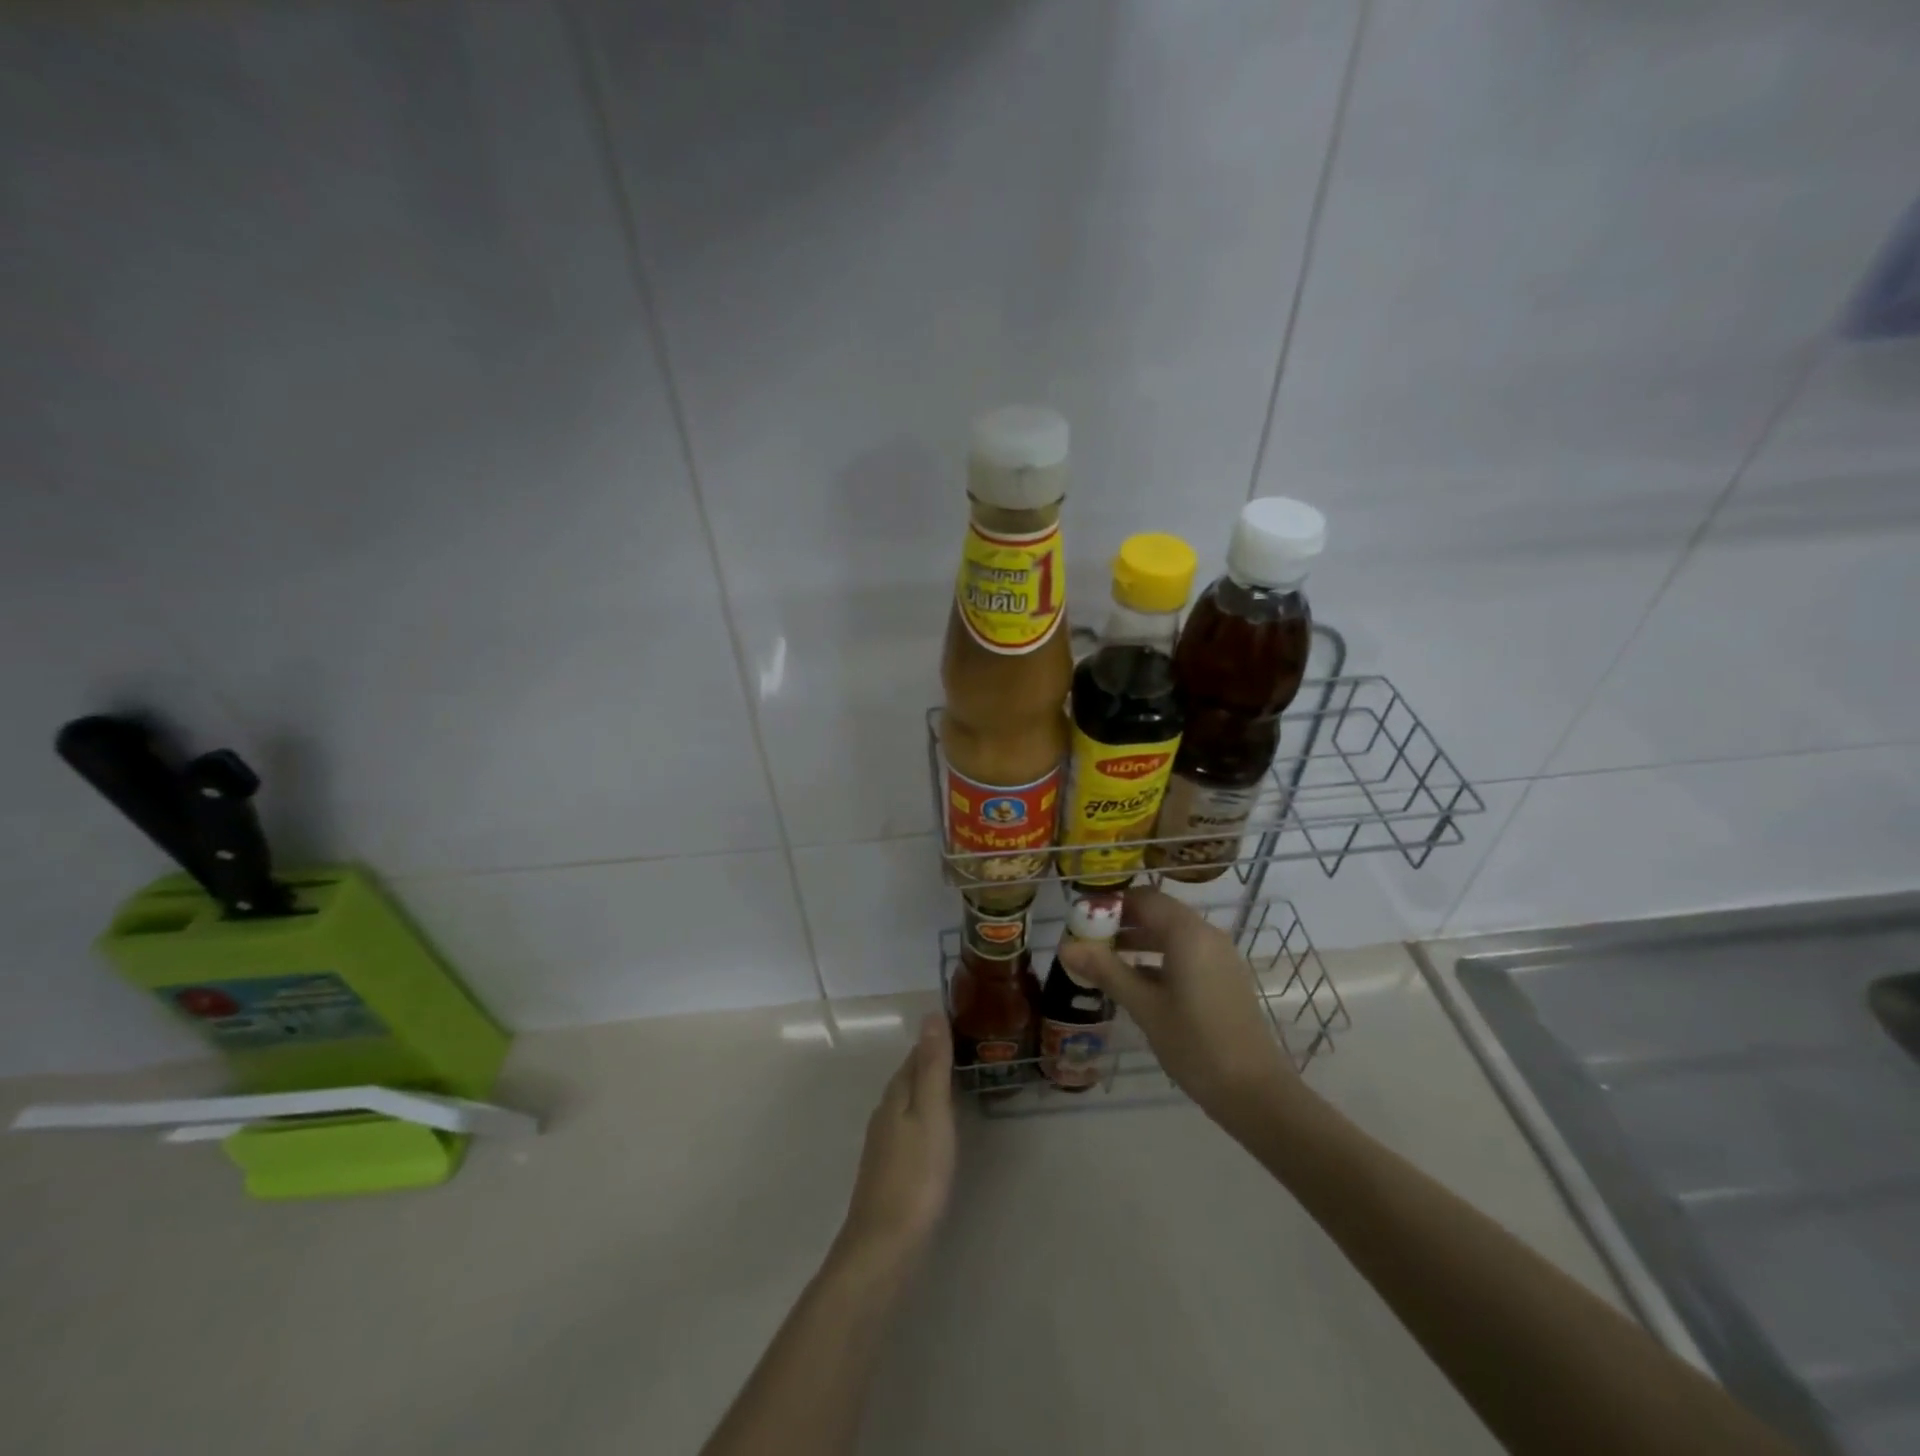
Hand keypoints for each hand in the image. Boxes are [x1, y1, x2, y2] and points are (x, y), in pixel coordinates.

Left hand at [837, 1013, 956, 1261]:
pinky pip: (910, 1128)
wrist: (884, 1247)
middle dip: (935, 1063)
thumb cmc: (916, 1175)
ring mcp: (884, 1143)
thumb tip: (931, 1014)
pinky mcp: (889, 1170)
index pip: (917, 1054)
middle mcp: (885, 1112)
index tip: (966, 1029)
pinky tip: (940, 1132)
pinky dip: (927, 1118)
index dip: (938, 1040)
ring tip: (962, 1087)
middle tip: (972, 1054)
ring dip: (931, 1091)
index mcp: (896, 1094)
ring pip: (909, 1103)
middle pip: (911, 1077)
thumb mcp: (932, 1113)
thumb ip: (932, 1066)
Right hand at [1057, 888, 1301, 1124]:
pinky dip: (1159, 957)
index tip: (1081, 918)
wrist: (1255, 1092)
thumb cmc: (1195, 1044)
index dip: (1110, 903)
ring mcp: (1219, 956)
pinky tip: (1136, 982)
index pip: (1143, 898)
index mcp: (1187, 933)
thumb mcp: (1144, 1007)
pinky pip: (1186, 952)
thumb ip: (1106, 971)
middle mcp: (1207, 934)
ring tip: (1104, 960)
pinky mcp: (1224, 977)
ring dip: (1139, 940)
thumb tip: (1065, 947)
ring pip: (1172, 933)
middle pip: (1158, 912)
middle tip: (1087, 939)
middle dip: (1122, 922)